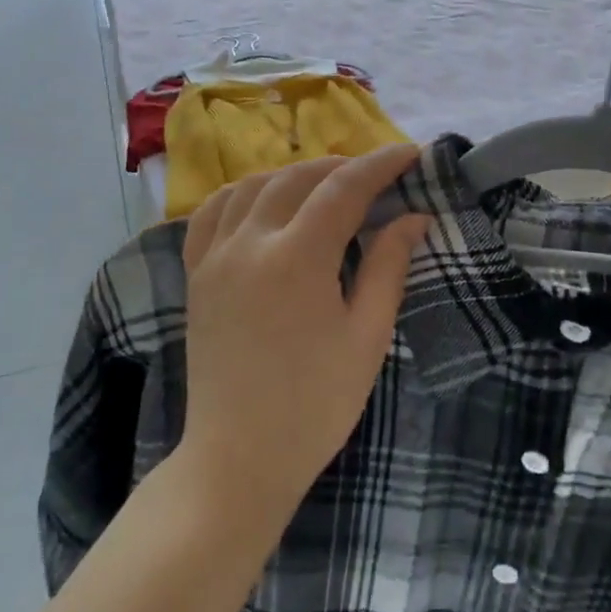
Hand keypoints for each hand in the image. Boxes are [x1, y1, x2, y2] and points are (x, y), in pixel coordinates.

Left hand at [177, 145, 429, 523]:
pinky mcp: (196, 273)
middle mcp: (250, 242)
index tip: (411, 153)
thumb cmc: (315, 405)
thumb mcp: (366, 336)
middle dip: (342, 167)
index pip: (344, 188)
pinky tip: (262, 199)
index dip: (381, 165)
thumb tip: (414, 217)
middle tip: (376, 176)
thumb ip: (389, 267)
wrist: (238, 458)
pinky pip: (212, 212)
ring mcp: (215, 255)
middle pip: (298, 177)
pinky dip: (241, 192)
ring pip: (253, 185)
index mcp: (298, 258)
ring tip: (325, 185)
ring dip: (294, 174)